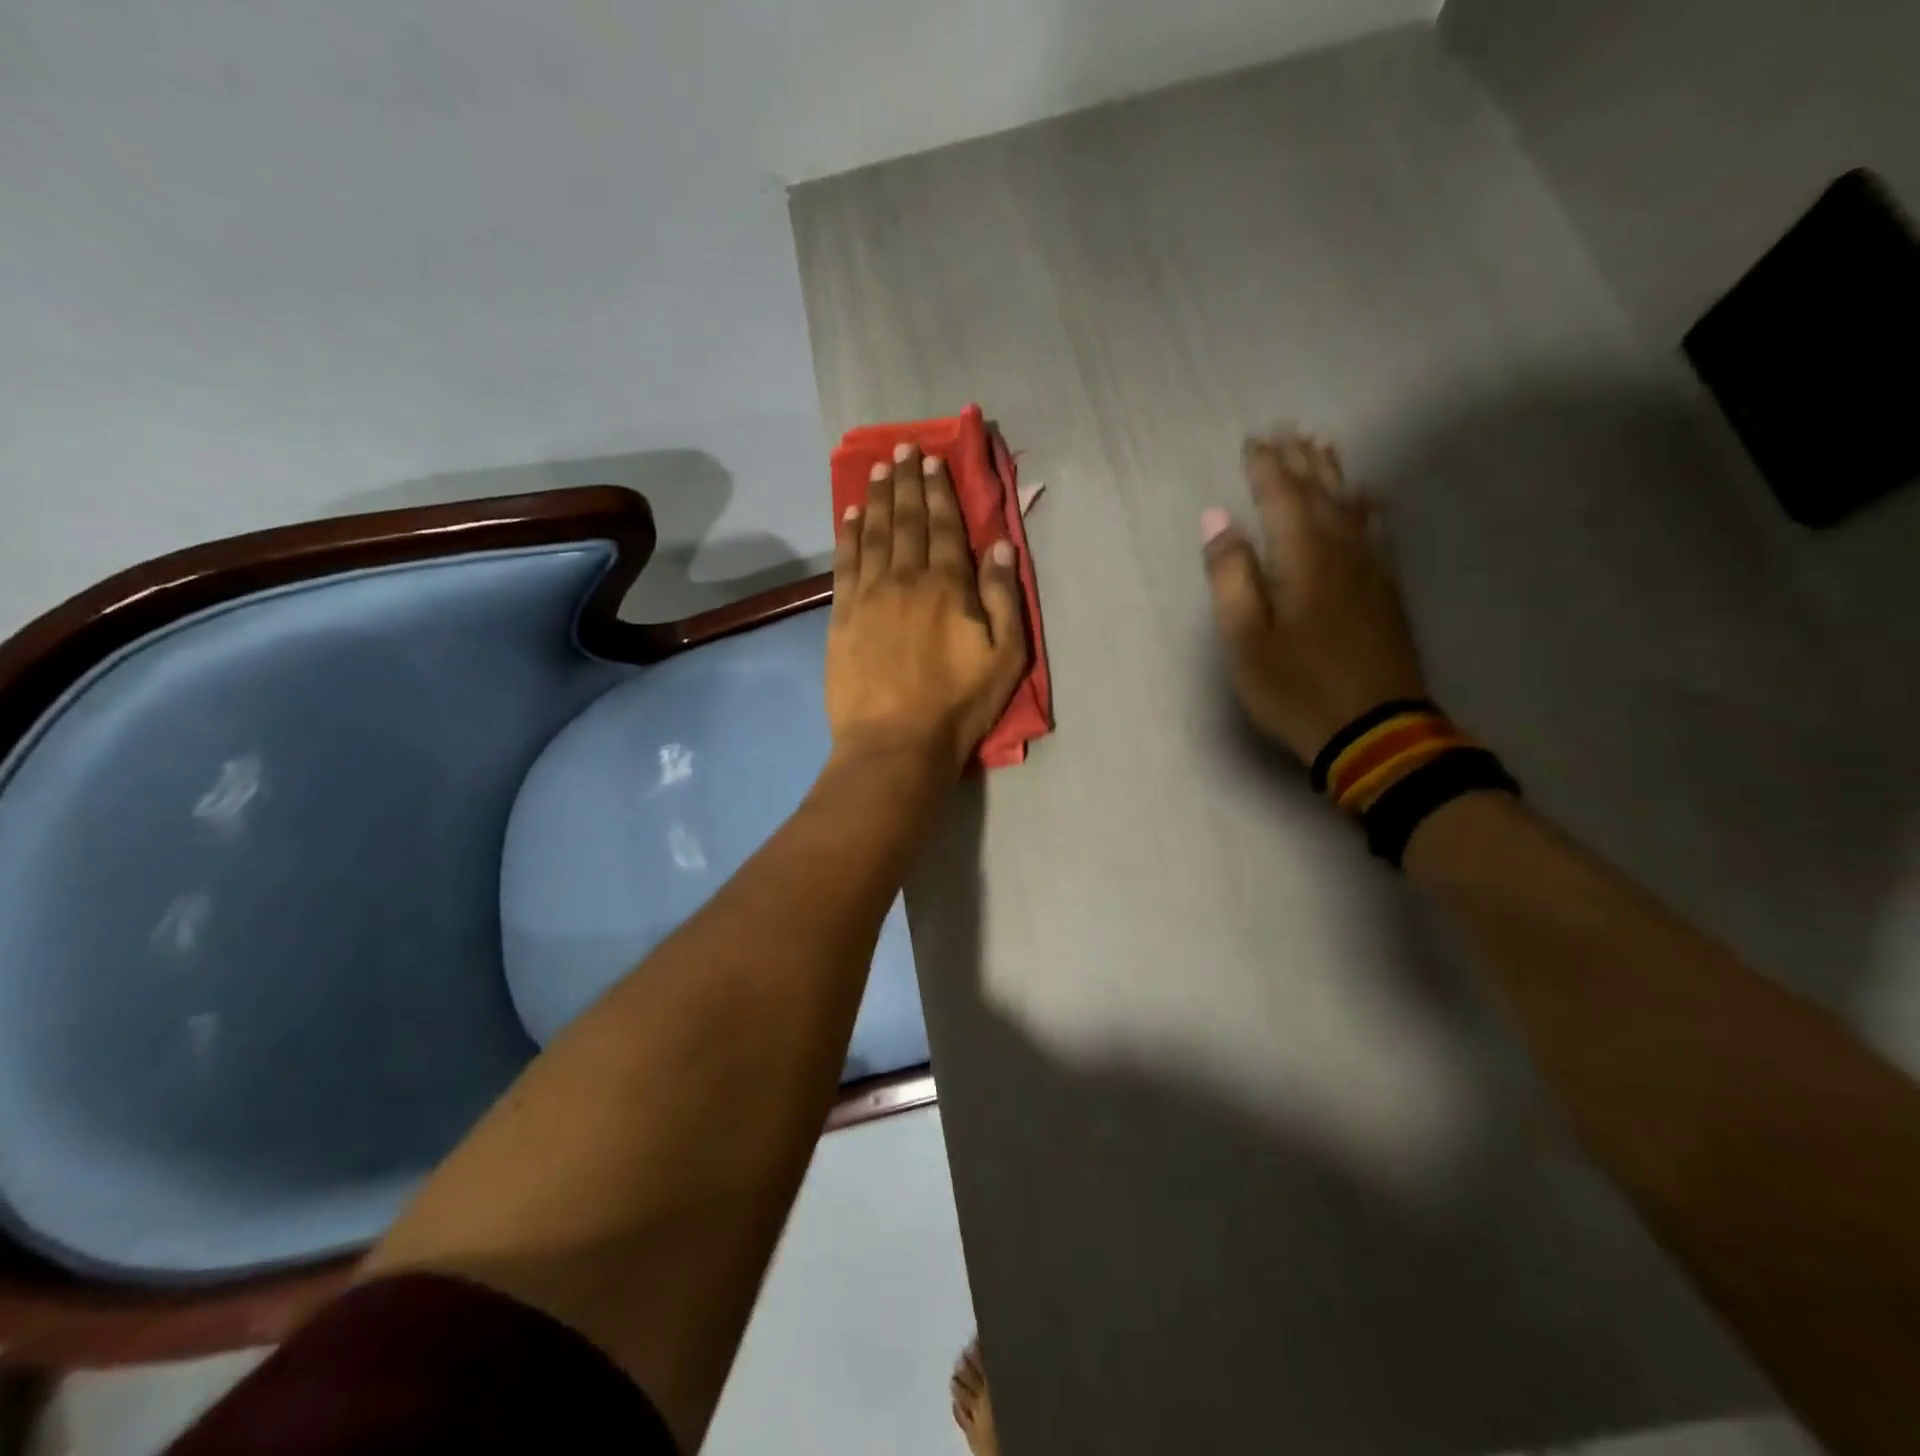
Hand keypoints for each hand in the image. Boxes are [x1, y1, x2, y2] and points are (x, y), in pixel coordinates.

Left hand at [827, 442, 1028, 777]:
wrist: (894, 743)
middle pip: (906, 520)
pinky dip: (848, 534)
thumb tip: (1000, 546)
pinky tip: (851, 514)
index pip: (944, 527)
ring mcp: (869, 595)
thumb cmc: (958, 705)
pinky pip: (845, 562)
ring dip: (877, 498)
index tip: (933, 461)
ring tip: (878, 470)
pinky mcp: (842, 616)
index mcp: (948, 586)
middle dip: (907, 483)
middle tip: (903, 450)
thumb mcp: (1005, 658)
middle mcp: (905, 578)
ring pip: (873, 534)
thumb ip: (1003, 598)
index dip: (939, 492)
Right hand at [1201, 432, 1426, 761]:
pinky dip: (1367, 506)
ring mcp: (1371, 571)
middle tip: (1288, 431)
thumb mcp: (1245, 640)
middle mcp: (1342, 552)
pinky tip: (1368, 498)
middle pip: (1321, 493)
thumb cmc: (1296, 688)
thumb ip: (1231, 577)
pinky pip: (1376, 531)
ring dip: (1334, 474)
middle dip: (1302, 461)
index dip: (1266, 467)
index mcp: (1303, 559)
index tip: (1253, 441)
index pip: (1282, 497)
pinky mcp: (1386, 592)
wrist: (1374, 731)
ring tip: (1323, 447)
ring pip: (1352, 506)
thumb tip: (1219, 522)